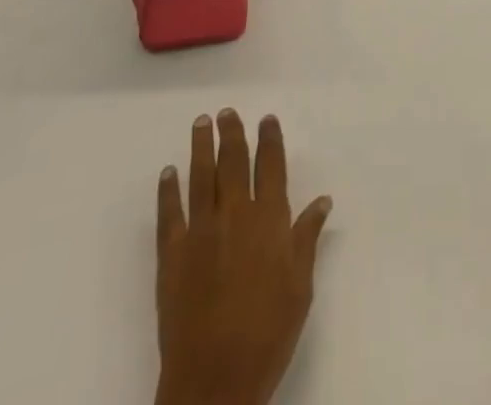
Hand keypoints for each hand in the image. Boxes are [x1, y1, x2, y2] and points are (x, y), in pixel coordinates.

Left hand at [155, 110, 332, 404]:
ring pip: (201, 178)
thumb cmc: (268, 333)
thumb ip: (307, 239)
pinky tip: (168, 173)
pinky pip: (169, 213)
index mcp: (269, 220)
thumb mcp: (300, 287)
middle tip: (226, 111)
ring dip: (200, 148)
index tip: (266, 118)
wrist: (214, 380)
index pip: (271, 167)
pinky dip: (168, 190)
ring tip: (201, 124)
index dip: (269, 140)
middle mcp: (235, 215)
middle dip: (232, 133)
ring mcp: (201, 232)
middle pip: (233, 163)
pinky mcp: (172, 255)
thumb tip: (322, 200)